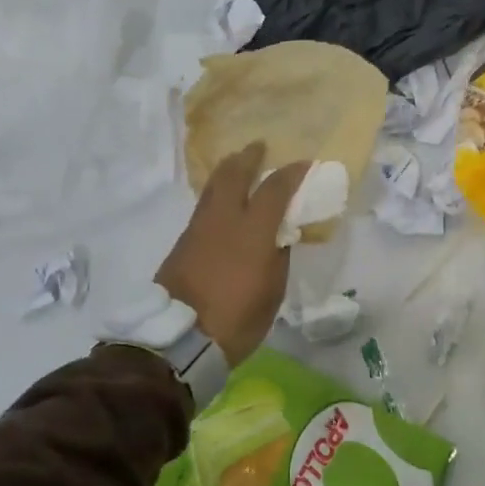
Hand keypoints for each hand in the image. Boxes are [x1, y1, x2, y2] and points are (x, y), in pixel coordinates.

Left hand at [155, 142, 308, 366]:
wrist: (180, 337)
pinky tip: (223, 203)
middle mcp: (224, 219)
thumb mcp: (272, 291)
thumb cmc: (237, 319)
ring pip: (213, 187)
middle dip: (248, 157)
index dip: (292, 173)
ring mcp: (199, 228)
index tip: (304, 164)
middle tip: (259, 148)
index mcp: (253, 231)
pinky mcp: (183, 242)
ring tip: (238, 167)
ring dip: (228, 172)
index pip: (275, 188)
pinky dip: (217, 195)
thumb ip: (277, 256)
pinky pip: (204, 207)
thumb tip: (278, 236)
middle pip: (234, 174)